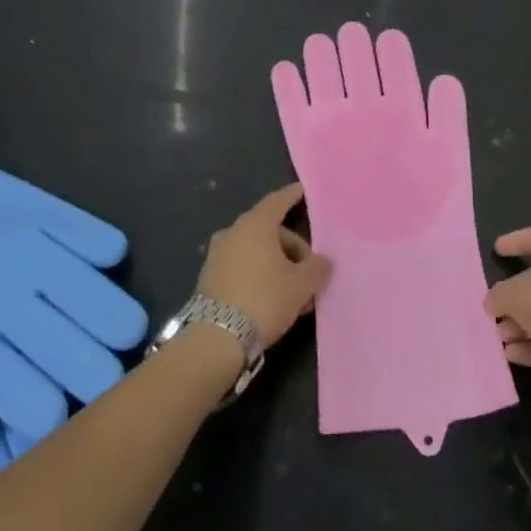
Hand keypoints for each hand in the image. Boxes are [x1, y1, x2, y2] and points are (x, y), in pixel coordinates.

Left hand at [197, 184, 331, 348]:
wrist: (216, 338)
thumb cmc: (264, 299)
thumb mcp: (301, 285)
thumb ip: (317, 267)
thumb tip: (322, 262)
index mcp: (255, 225)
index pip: (278, 201)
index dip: (293, 196)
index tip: (303, 191)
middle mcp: (233, 233)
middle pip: (270, 230)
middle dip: (292, 247)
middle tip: (310, 272)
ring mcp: (217, 255)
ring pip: (256, 251)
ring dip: (277, 265)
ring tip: (295, 293)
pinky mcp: (209, 279)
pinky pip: (242, 267)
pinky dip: (259, 275)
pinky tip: (273, 299)